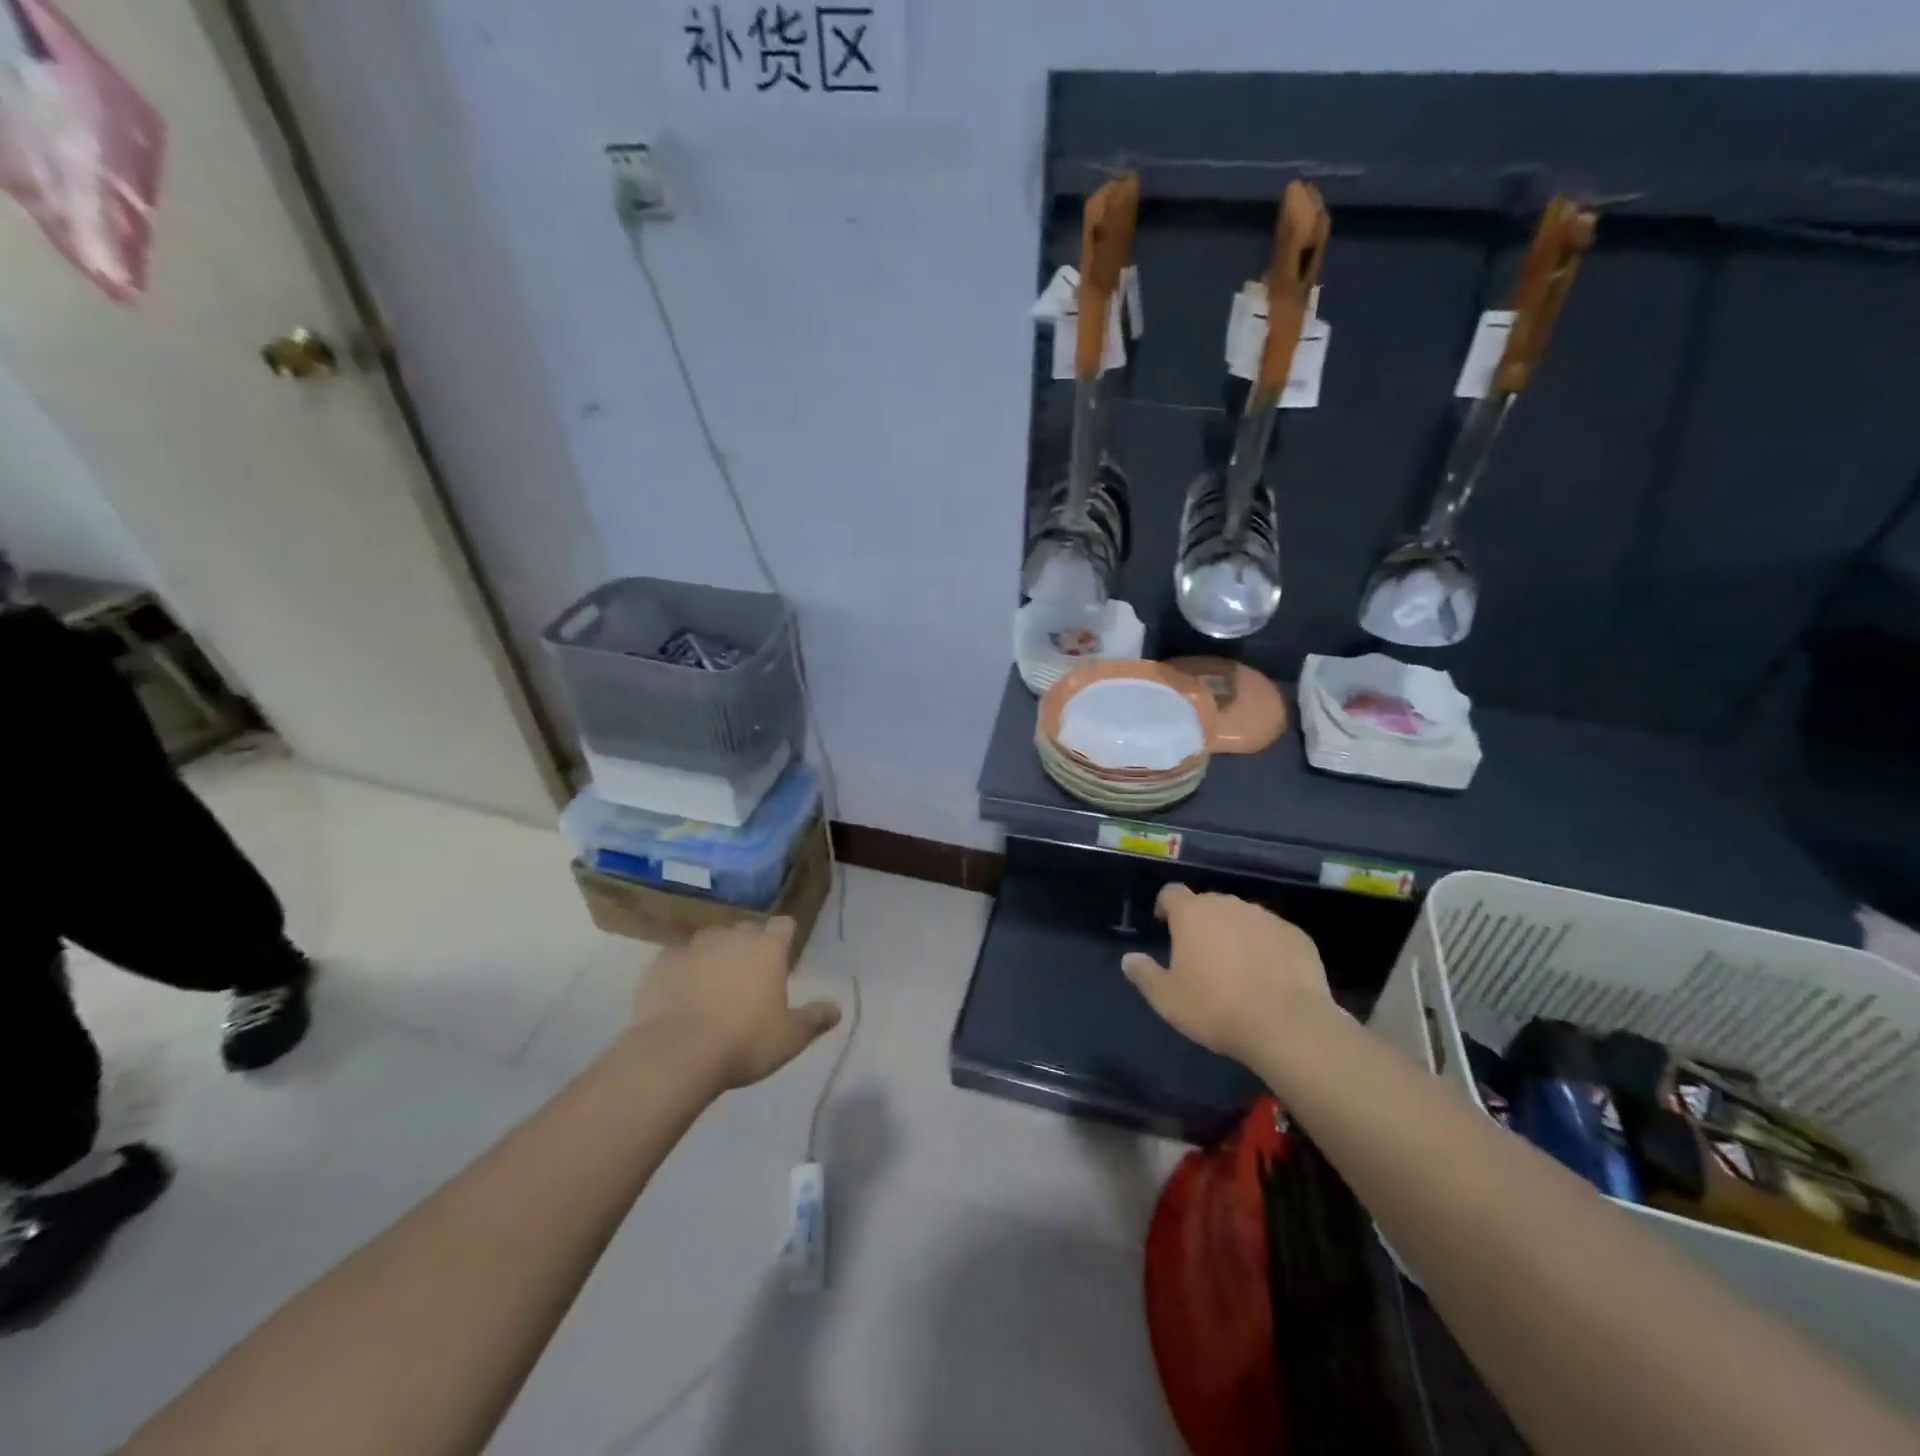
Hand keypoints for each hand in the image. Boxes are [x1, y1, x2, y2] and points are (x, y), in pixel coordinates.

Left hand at [632, 917, 841, 1091]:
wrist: (676, 1054)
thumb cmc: (744, 1042)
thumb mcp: (790, 1038)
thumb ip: (814, 1019)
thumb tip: (836, 1009)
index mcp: (767, 949)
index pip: (784, 925)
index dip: (785, 937)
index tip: (783, 955)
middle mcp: (732, 938)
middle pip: (745, 930)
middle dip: (748, 947)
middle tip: (748, 978)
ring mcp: (693, 947)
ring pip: (710, 942)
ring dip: (714, 957)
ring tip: (711, 987)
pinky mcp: (661, 964)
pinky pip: (677, 961)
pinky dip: (682, 973)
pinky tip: (680, 998)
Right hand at [1121, 884, 1330, 1066]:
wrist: (1288, 1025)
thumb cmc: (1216, 1008)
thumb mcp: (1168, 1000)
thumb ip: (1144, 975)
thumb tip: (1128, 959)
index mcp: (1192, 914)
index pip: (1171, 893)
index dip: (1166, 906)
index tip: (1165, 925)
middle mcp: (1228, 905)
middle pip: (1208, 904)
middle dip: (1202, 922)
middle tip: (1200, 954)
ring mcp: (1266, 918)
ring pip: (1242, 917)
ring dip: (1235, 933)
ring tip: (1237, 967)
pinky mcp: (1296, 935)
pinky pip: (1273, 934)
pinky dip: (1266, 947)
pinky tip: (1269, 976)